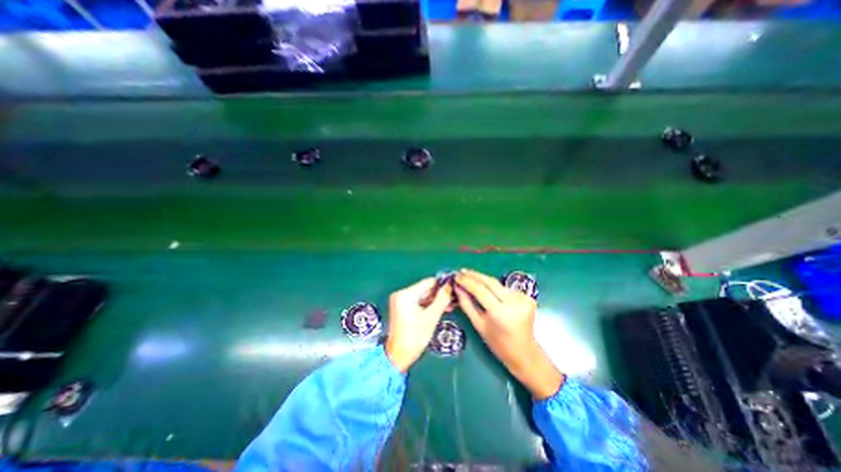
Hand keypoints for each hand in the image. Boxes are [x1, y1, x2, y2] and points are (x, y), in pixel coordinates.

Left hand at [385, 277, 452, 371]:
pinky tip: (442, 308)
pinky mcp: (403, 308)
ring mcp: (401, 301)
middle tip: (455, 298)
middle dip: (440, 294)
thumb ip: (442, 299)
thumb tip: (450, 285)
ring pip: (424, 296)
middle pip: (425, 289)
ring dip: (436, 300)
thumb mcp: (431, 317)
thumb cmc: (415, 337)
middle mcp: (401, 294)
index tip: (454, 287)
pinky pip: (419, 302)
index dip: (442, 284)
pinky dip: (430, 305)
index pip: (427, 282)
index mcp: (405, 294)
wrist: (399, 356)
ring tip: (451, 304)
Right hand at [453, 270, 564, 397]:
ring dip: (483, 280)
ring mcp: (523, 298)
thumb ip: (467, 304)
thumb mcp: (478, 325)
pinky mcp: (527, 296)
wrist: (524, 352)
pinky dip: (494, 287)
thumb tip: (457, 287)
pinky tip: (486, 287)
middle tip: (462, 271)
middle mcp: (514, 303)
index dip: (467, 282)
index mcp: (500, 313)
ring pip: (498, 284)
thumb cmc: (498, 343)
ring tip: (470, 276)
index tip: (456, 276)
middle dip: (474, 275)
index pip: (481, 290)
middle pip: (490, 282)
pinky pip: (505, 288)